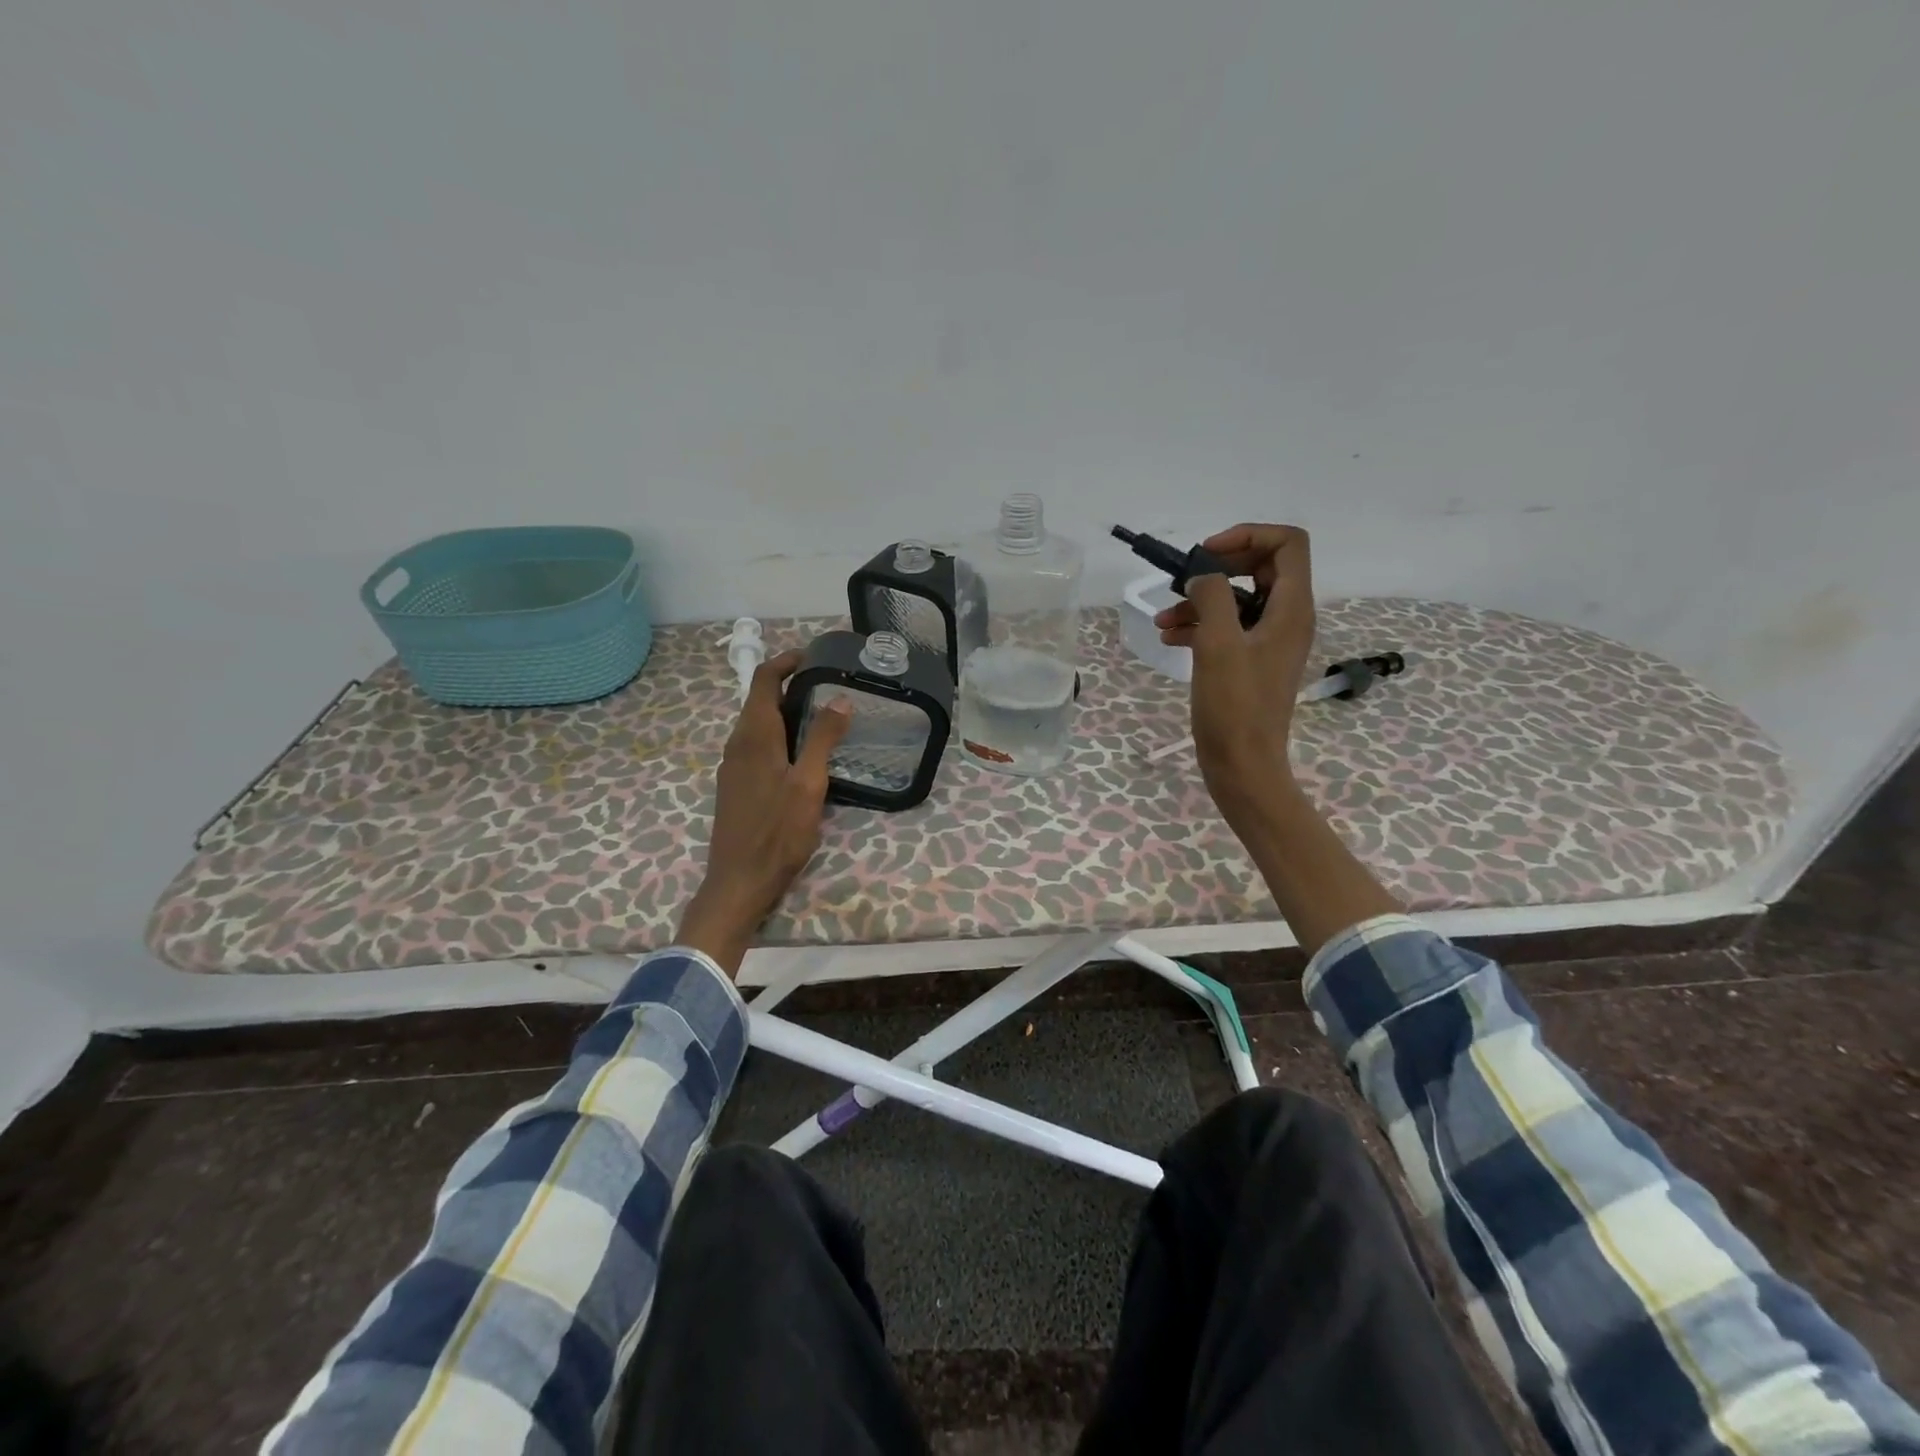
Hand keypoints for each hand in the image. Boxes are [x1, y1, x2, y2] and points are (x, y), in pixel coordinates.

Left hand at [676, 650, 851, 977]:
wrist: (739, 881)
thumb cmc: (777, 832)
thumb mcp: (809, 784)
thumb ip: (822, 738)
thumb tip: (840, 699)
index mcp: (754, 735)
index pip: (764, 679)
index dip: (786, 661)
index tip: (814, 656)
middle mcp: (737, 743)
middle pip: (760, 699)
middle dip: (791, 685)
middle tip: (829, 686)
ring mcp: (733, 766)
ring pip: (758, 724)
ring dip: (785, 712)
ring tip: (823, 717)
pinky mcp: (736, 786)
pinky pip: (757, 746)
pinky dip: (779, 736)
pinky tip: (803, 755)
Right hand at [1153, 524, 1316, 825]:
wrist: (1242, 765)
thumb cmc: (1234, 706)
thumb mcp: (1218, 643)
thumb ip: (1212, 596)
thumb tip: (1203, 576)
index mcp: (1292, 609)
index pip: (1287, 544)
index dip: (1248, 536)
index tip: (1207, 554)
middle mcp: (1287, 619)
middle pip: (1261, 567)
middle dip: (1218, 568)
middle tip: (1183, 580)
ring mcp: (1269, 642)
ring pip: (1238, 600)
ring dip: (1201, 600)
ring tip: (1163, 618)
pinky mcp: (1250, 662)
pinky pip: (1228, 628)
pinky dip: (1200, 626)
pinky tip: (1170, 638)